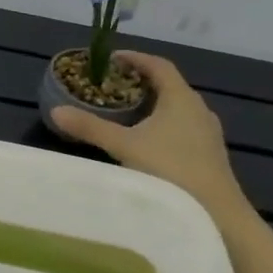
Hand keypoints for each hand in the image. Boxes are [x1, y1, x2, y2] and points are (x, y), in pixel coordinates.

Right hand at [52, 51, 249, 221]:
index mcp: (181, 99)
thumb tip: (55, 111)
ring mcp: (208, 134)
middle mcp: (199, 110)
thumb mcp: (123, 146)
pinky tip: (148, 144)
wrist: (216, 215)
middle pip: (169, 86)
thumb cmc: (170, 170)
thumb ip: (90, 127)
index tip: (113, 58)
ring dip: (153, 106)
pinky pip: (184, 129)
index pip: (159, 66)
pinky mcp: (210, 155)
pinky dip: (164, 126)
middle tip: (114, 87)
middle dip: (141, 83)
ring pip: (177, 110)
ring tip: (127, 114)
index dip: (136, 58)